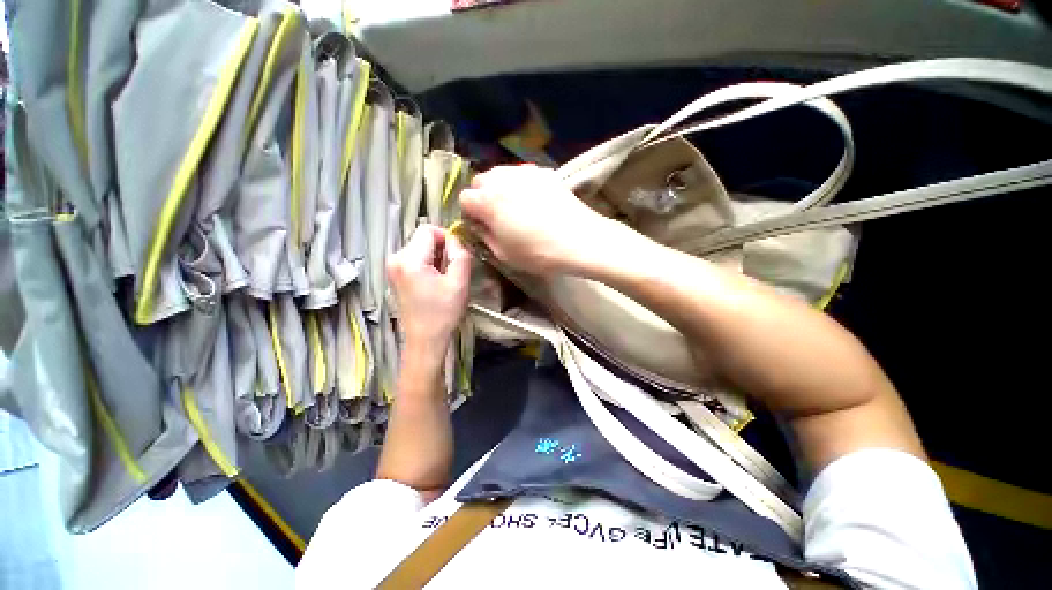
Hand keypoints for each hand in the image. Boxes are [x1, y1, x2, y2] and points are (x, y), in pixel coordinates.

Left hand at [388, 225, 471, 352]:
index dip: (446, 237)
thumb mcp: (459, 282)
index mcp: (409, 260)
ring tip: (444, 278)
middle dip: (440, 249)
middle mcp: (395, 259)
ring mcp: (392, 268)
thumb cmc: (443, 312)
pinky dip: (427, 264)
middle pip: (422, 238)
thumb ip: (460, 254)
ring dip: (435, 257)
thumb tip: (455, 239)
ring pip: (419, 248)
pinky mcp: (394, 276)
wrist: (425, 339)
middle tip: (452, 269)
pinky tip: (434, 282)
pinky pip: (414, 259)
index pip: (427, 230)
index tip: (456, 255)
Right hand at [459, 164, 618, 275]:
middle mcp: (502, 180)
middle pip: (480, 180)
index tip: (481, 225)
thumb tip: (478, 225)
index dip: (470, 213)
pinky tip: (532, 201)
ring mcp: (524, 172)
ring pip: (500, 174)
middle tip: (495, 216)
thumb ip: (484, 236)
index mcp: (488, 201)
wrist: (580, 240)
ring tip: (513, 207)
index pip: (465, 198)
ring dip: (499, 188)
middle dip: (482, 197)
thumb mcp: (504, 253)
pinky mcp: (543, 173)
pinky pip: (520, 174)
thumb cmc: (538, 253)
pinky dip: (518, 184)